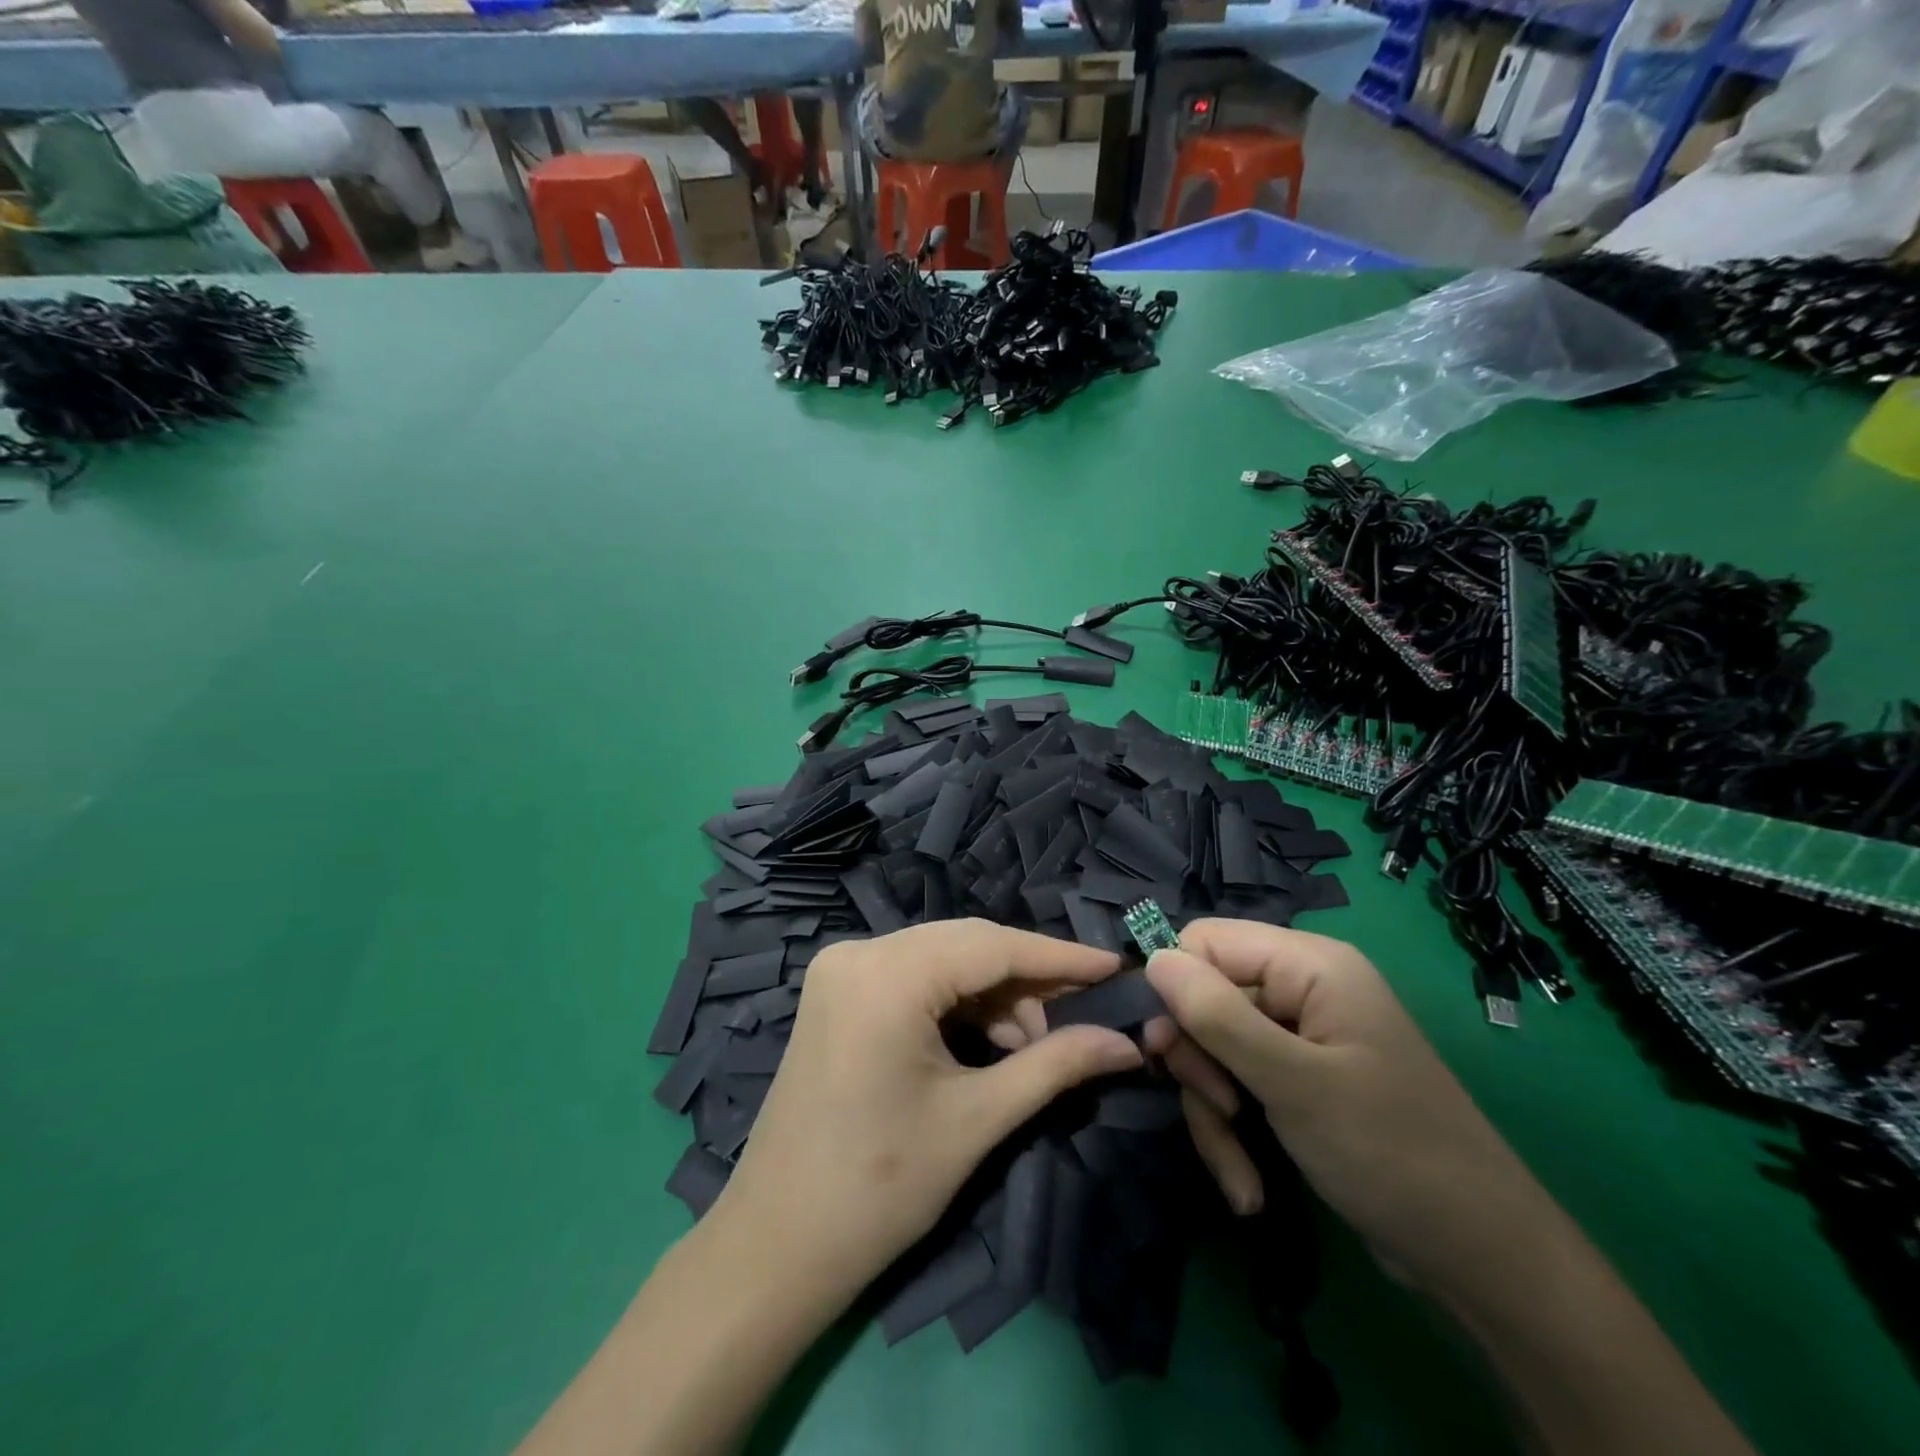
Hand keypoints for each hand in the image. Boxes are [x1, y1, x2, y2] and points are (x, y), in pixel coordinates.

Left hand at [710, 919, 1143, 1303]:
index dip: (1060, 958)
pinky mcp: (838, 992)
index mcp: (887, 974)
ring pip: (942, 960)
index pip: (993, 946)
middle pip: (967, 946)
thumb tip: (1128, 1043)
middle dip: (1028, 979)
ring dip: (993, 994)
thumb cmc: (880, 1188)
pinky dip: (957, 1002)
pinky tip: (988, 1040)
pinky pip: (915, 977)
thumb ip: (1057, 1065)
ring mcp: (842, 968)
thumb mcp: (978, 1119)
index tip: (1116, 968)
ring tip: (1032, 1046)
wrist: (776, 1246)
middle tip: (1084, 1012)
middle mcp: (859, 951)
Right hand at [1145, 919, 1556, 1303]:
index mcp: (1310, 964)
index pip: (1205, 940)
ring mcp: (1300, 1038)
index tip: (1167, 1049)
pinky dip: (1234, 1133)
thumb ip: (1216, 1015)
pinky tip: (1248, 1185)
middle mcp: (1302, 989)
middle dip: (1199, 1062)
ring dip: (1214, 1112)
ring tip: (1239, 1173)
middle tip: (1218, 1110)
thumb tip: (1152, 958)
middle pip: (1205, 999)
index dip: (1177, 987)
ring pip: (1214, 1050)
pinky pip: (1238, 1085)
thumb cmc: (1391, 1154)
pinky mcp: (1297, 1082)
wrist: (1481, 1261)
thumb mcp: (1293, 1083)